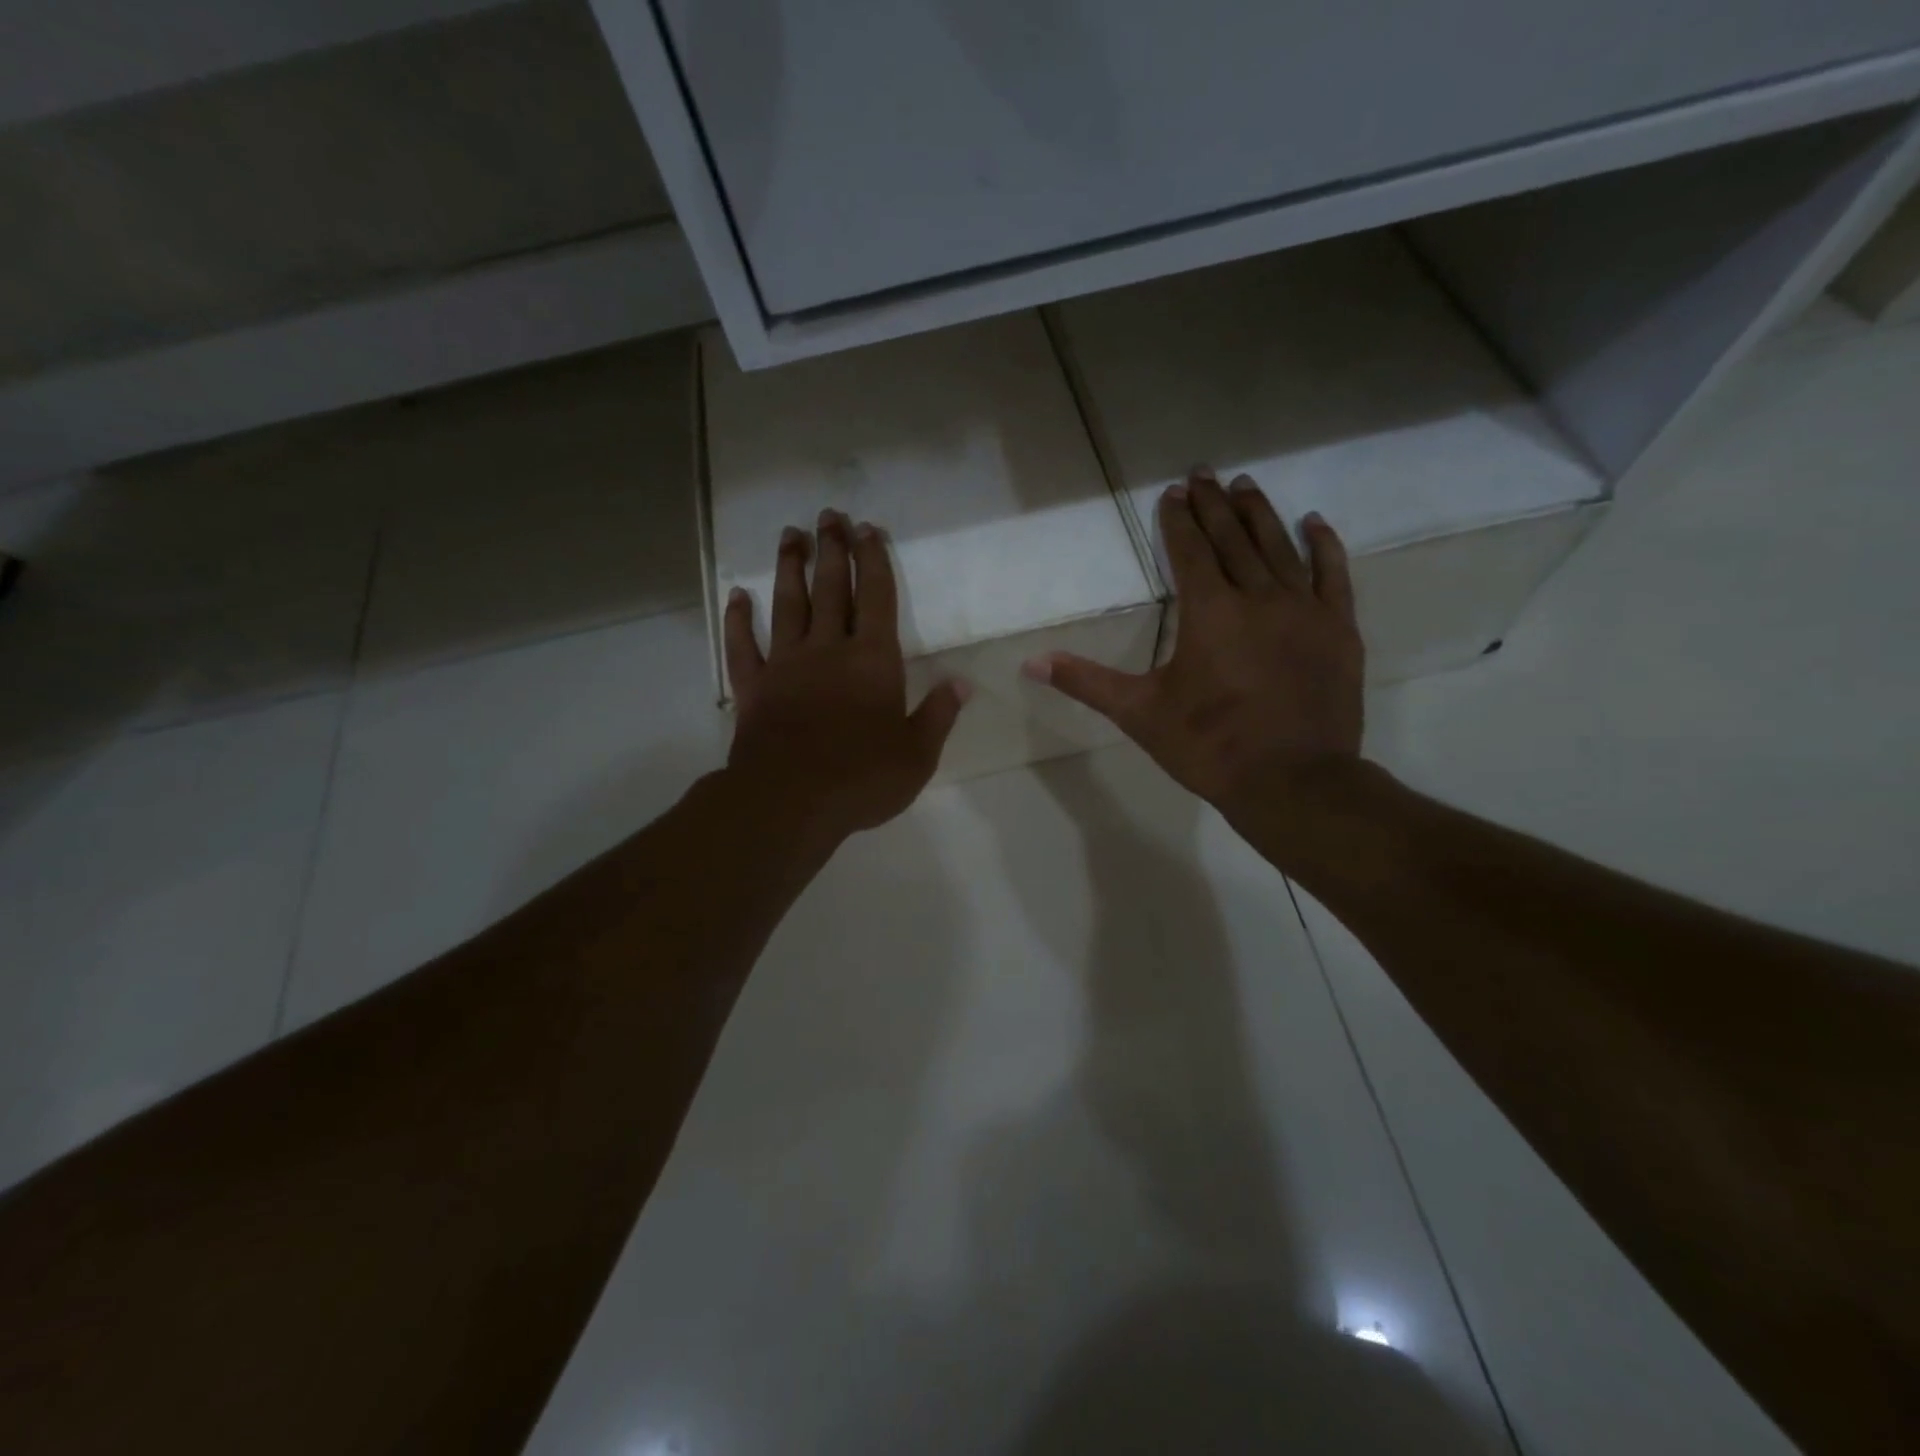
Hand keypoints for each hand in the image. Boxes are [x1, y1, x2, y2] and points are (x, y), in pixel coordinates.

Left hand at [724, 509, 968, 846]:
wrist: (790, 802)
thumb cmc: (862, 779)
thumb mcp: (917, 755)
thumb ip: (939, 715)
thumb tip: (961, 683)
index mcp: (872, 660)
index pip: (877, 598)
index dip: (874, 561)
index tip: (869, 530)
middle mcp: (828, 649)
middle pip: (831, 588)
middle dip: (832, 549)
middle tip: (829, 515)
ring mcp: (785, 665)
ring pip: (787, 604)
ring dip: (789, 567)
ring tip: (790, 535)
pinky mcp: (754, 687)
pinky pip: (742, 645)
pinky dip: (738, 619)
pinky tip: (737, 596)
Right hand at [1024, 468, 1364, 853]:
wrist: (1293, 781)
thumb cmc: (1209, 746)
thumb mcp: (1140, 713)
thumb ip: (1087, 682)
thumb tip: (1031, 663)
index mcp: (1209, 612)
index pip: (1190, 552)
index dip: (1179, 521)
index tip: (1173, 493)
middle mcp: (1258, 597)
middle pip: (1233, 538)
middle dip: (1214, 504)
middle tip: (1203, 472)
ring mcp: (1304, 610)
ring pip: (1279, 547)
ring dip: (1260, 514)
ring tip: (1246, 485)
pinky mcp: (1338, 629)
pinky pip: (1334, 575)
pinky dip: (1324, 546)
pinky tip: (1314, 522)